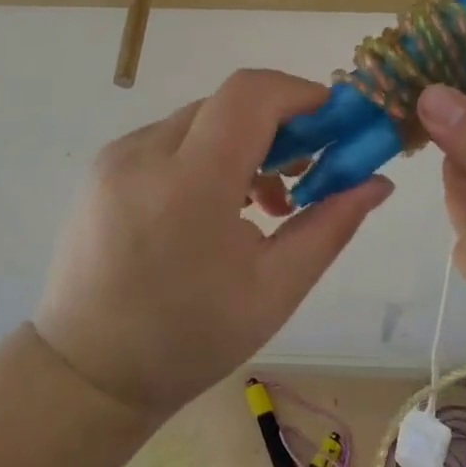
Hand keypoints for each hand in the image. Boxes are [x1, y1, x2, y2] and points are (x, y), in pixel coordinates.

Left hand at [34, 69, 392, 419]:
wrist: (87, 372)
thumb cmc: (189, 340)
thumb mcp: (275, 289)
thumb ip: (330, 226)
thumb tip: (377, 182)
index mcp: (190, 185)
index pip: (250, 94)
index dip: (301, 94)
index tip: (335, 123)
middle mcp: (145, 154)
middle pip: (228, 104)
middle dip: (278, 124)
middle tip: (309, 170)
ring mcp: (116, 157)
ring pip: (200, 120)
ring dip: (242, 142)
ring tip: (265, 203)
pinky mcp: (103, 168)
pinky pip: (169, 140)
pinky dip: (206, 155)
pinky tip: (218, 206)